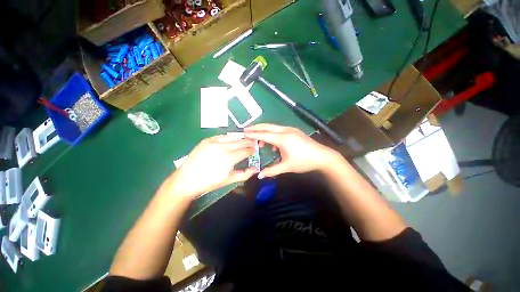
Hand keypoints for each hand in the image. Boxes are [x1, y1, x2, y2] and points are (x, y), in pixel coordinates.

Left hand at [169, 135, 257, 199]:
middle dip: (248, 142)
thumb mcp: (228, 180)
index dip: (252, 150)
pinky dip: (229, 137)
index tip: (255, 150)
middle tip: (253, 143)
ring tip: (244, 140)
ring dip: (240, 138)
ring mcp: (214, 142)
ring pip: (232, 137)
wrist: (186, 180)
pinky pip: (222, 136)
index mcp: (229, 158)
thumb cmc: (209, 182)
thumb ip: (244, 174)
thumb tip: (255, 169)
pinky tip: (231, 139)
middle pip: (240, 141)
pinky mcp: (207, 140)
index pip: (245, 151)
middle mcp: (223, 147)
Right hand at [244, 124, 341, 178]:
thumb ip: (272, 170)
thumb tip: (259, 175)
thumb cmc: (304, 162)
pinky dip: (273, 134)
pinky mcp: (294, 131)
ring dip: (265, 131)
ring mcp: (291, 129)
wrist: (323, 156)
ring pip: (274, 127)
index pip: (264, 135)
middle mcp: (286, 131)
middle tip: (246, 129)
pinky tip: (273, 144)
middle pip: (268, 126)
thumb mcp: (287, 166)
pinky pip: (280, 130)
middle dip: (256, 127)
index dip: (253, 134)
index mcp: (283, 139)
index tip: (244, 133)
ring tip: (259, 141)